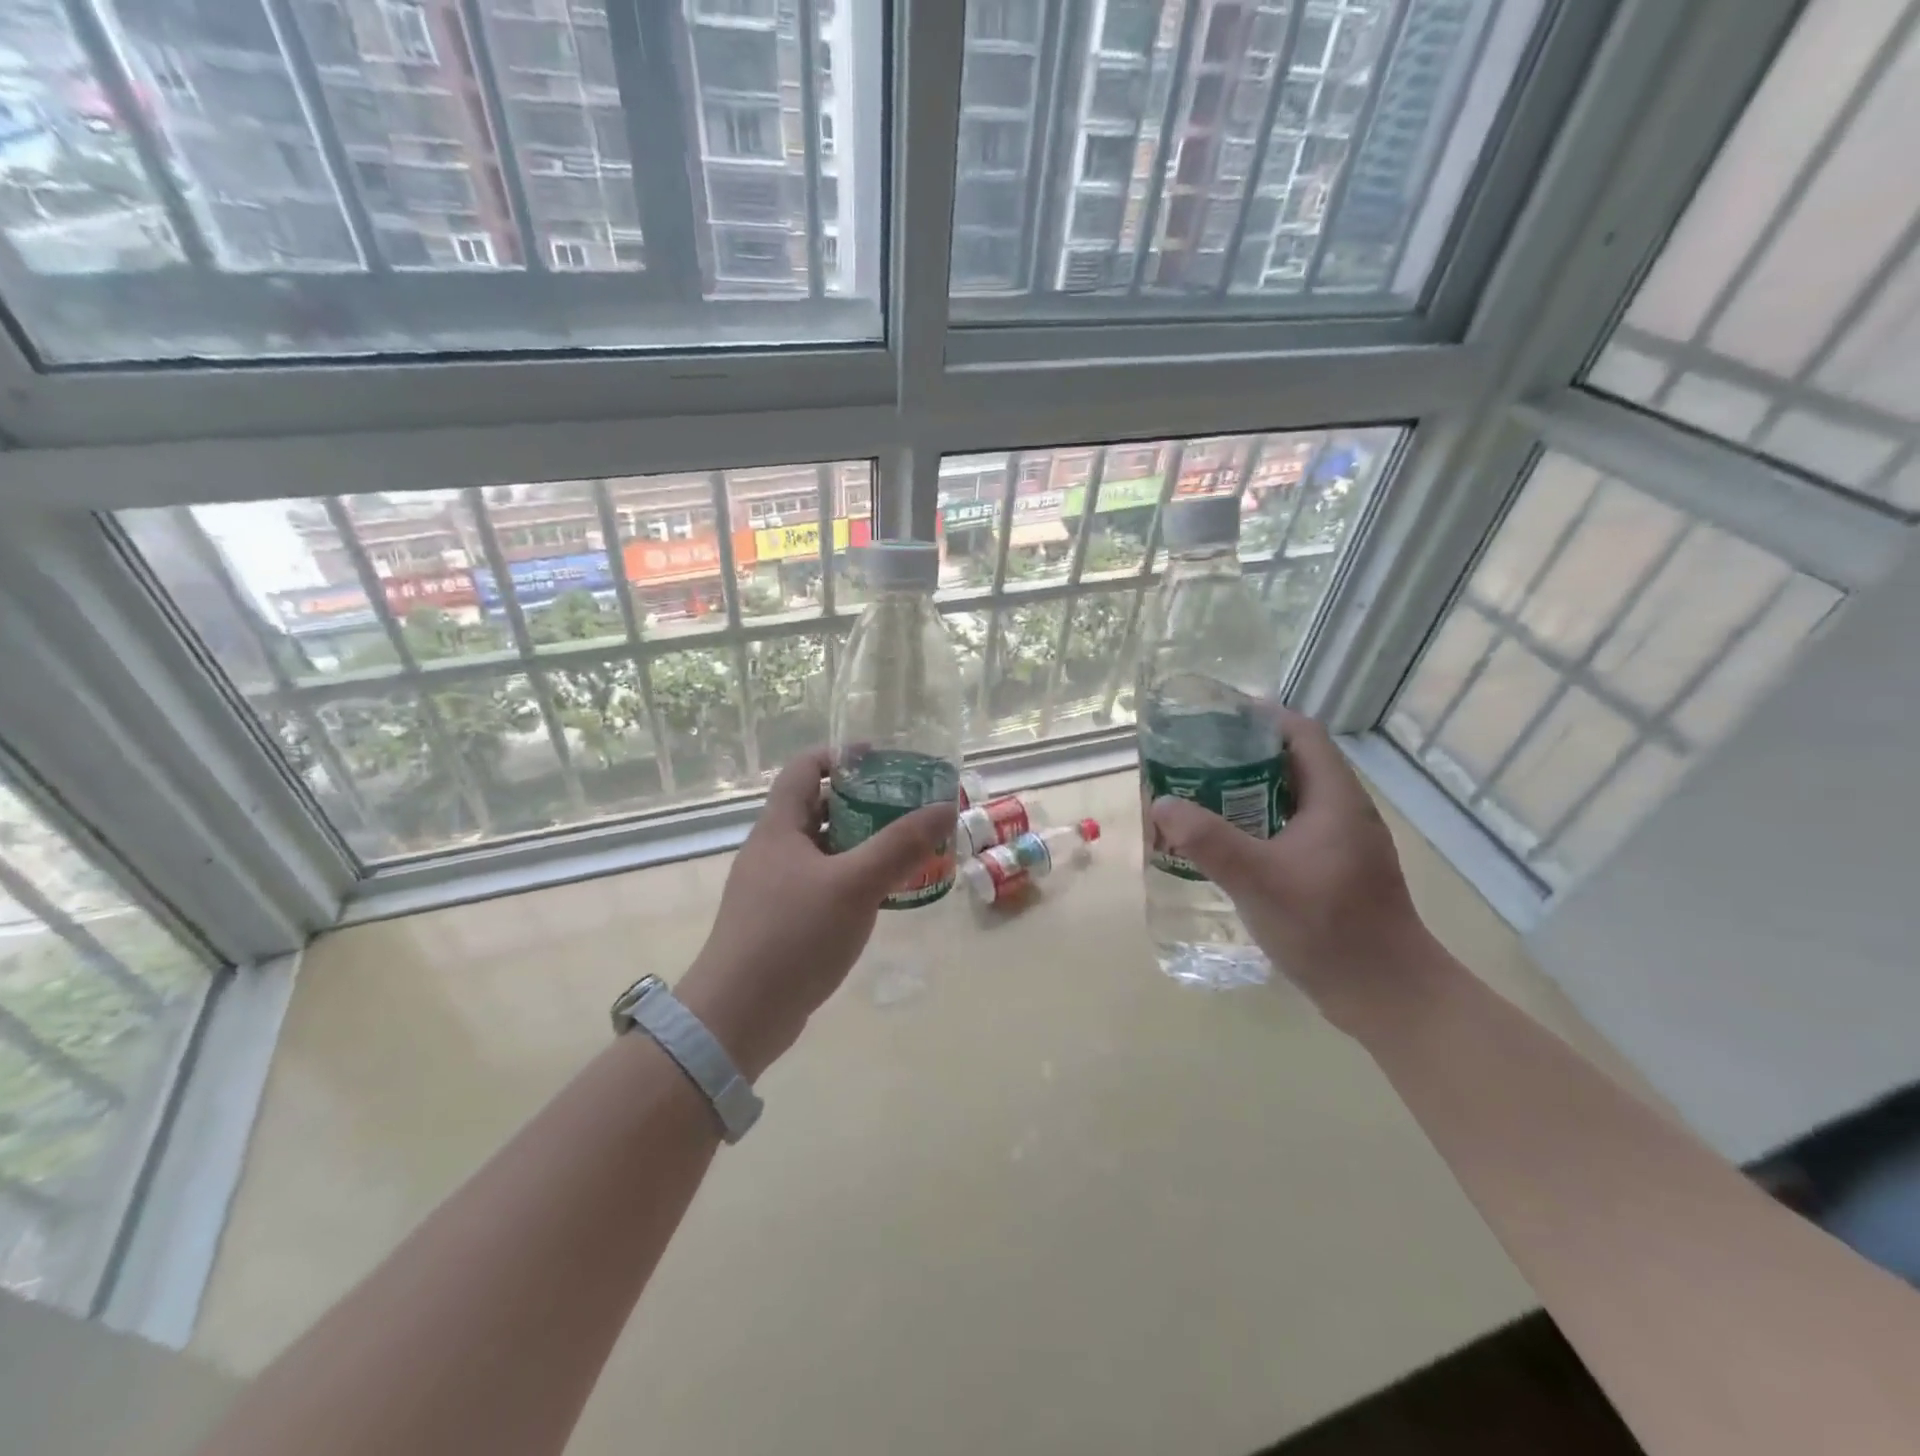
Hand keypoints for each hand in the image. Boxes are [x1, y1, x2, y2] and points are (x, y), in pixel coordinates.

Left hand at [678, 747, 952, 1079]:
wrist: (739, 1016)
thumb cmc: (793, 936)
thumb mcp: (854, 884)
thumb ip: (901, 845)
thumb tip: (943, 807)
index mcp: (779, 827)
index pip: (805, 768)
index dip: (842, 755)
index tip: (884, 760)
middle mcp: (773, 850)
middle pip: (818, 807)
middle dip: (863, 801)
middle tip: (908, 806)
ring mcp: (774, 887)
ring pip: (823, 848)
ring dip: (861, 842)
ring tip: (906, 847)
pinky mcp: (782, 920)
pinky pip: (822, 882)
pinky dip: (852, 877)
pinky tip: (882, 894)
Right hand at [1148, 709, 1433, 1027]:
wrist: (1386, 995)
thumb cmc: (1328, 927)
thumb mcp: (1257, 879)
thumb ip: (1207, 839)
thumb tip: (1162, 804)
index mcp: (1335, 799)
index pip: (1301, 733)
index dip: (1261, 717)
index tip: (1214, 719)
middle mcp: (1343, 813)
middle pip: (1292, 763)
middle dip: (1242, 756)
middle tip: (1193, 762)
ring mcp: (1342, 845)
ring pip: (1290, 800)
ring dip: (1247, 794)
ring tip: (1200, 799)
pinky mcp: (1335, 873)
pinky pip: (1291, 831)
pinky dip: (1258, 827)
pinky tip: (1228, 848)